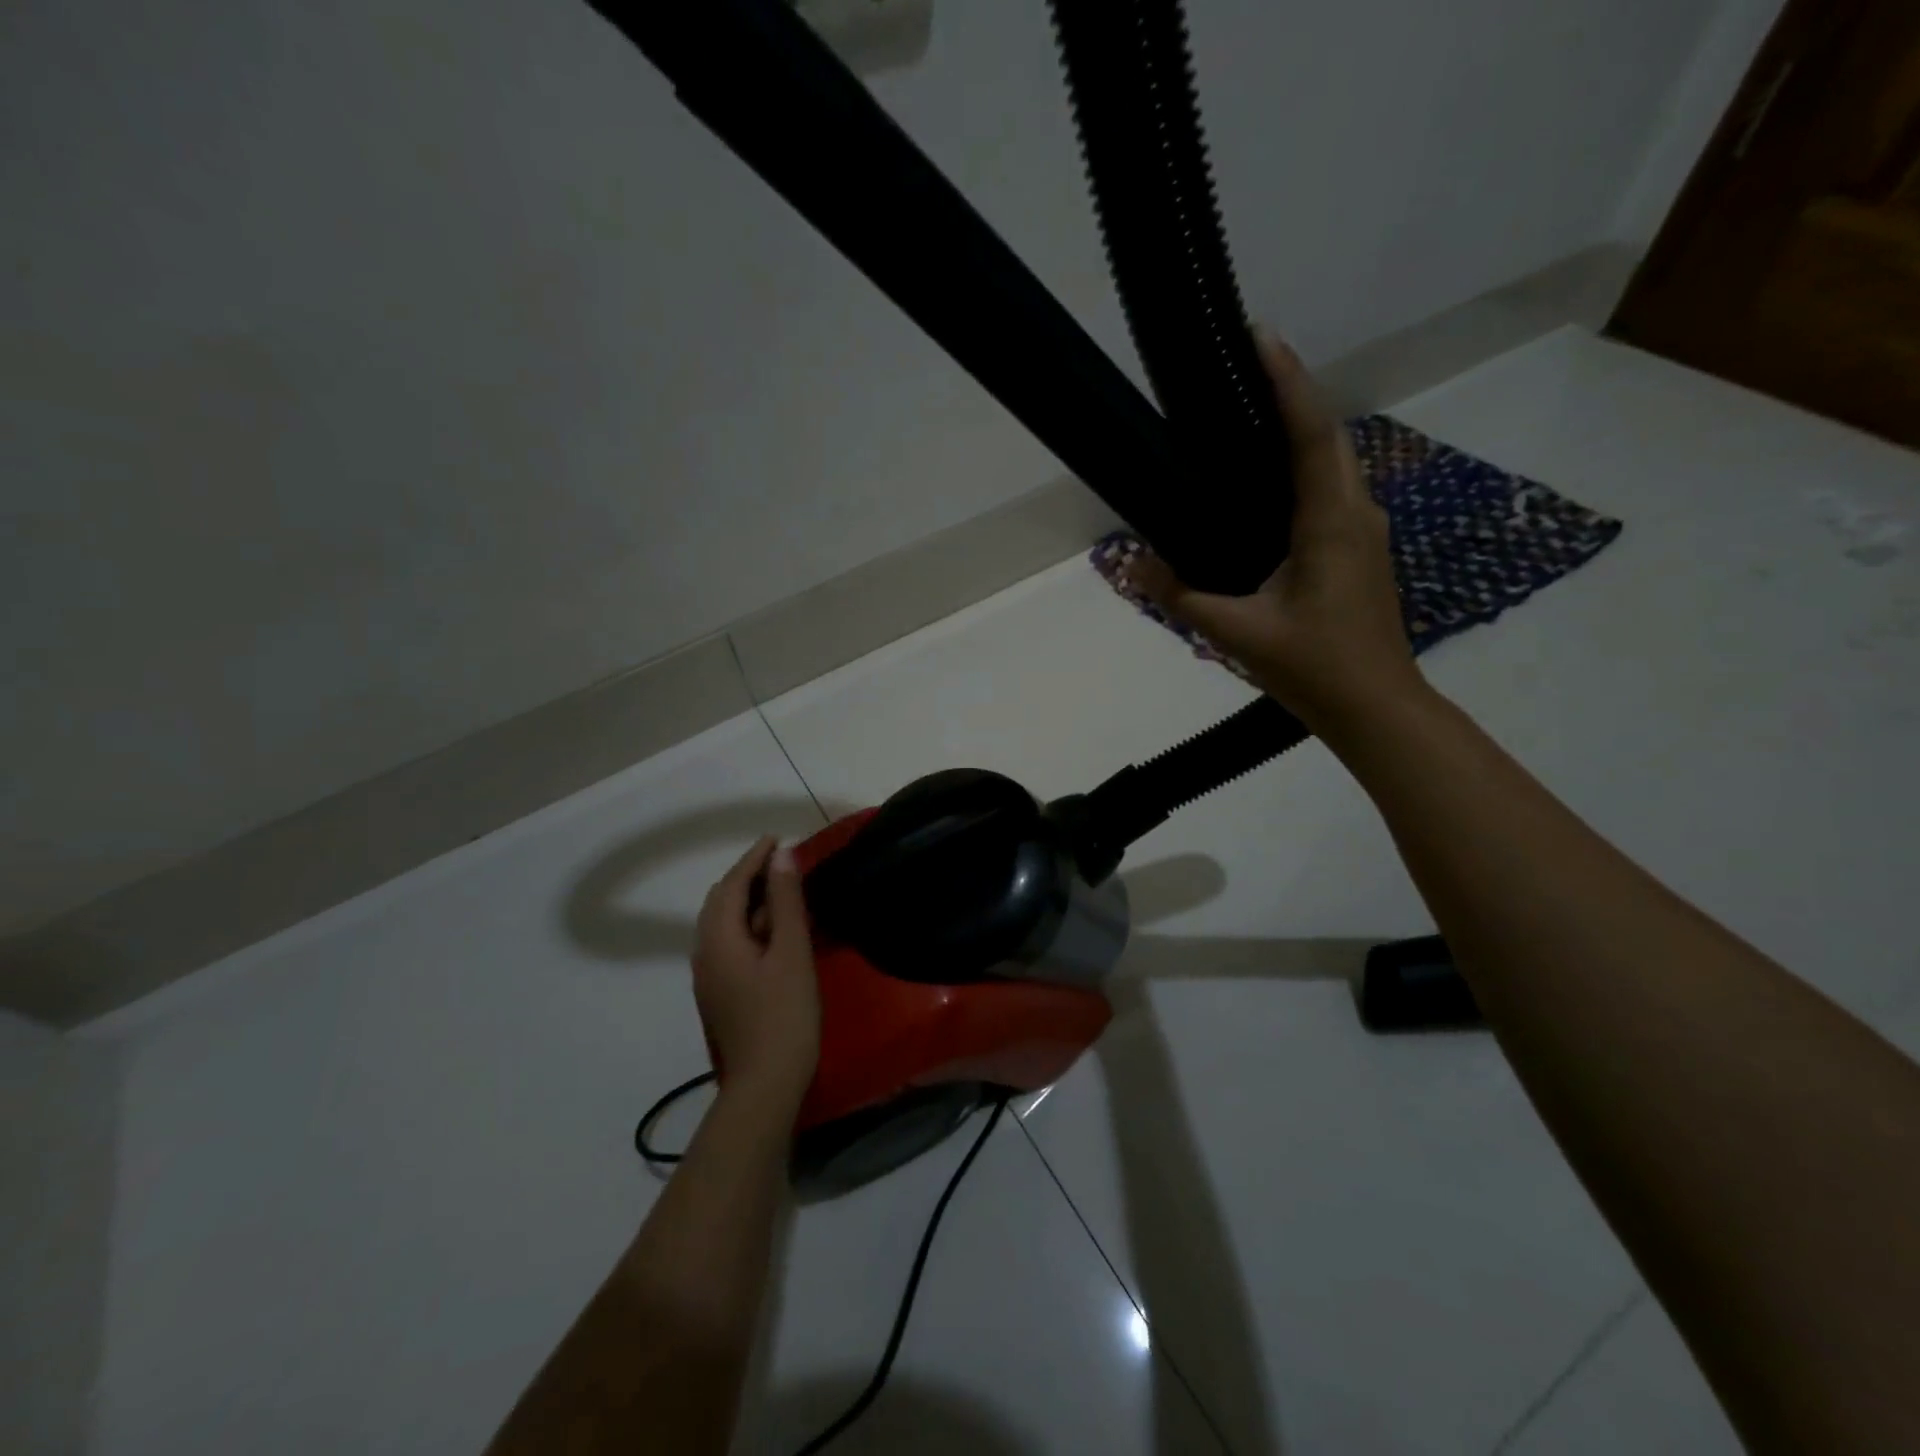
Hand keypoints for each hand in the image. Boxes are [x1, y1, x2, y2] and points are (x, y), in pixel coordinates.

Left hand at [693, 836, 820, 1109]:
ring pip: (721, 923)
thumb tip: (781, 857)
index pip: (732, 885)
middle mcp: (704, 952)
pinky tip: (769, 931)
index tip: (777, 838)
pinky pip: (726, 943)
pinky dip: (746, 924)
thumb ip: (785, 902)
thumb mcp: (792, 952)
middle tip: (780, 863)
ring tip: (778, 891)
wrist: (765, 1085)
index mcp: (718, 939)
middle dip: (747, 876)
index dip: (754, 858)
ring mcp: (708, 976)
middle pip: (720, 902)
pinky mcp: (718, 993)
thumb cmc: (784, 1015)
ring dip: (746, 900)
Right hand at [1125, 329, 1422, 732]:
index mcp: (1330, 522)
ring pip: (1336, 461)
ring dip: (1300, 429)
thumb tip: (1129, 564)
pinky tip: (1269, 484)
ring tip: (1249, 416)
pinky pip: (1332, 490)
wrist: (1377, 709)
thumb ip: (1180, 596)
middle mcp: (1357, 512)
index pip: (1310, 433)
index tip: (1259, 337)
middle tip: (1242, 370)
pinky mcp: (1362, 551)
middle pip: (1328, 435)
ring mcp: (1366, 532)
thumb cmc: (1314, 669)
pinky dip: (1304, 467)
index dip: (1286, 381)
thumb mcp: (1238, 634)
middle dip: (1291, 394)